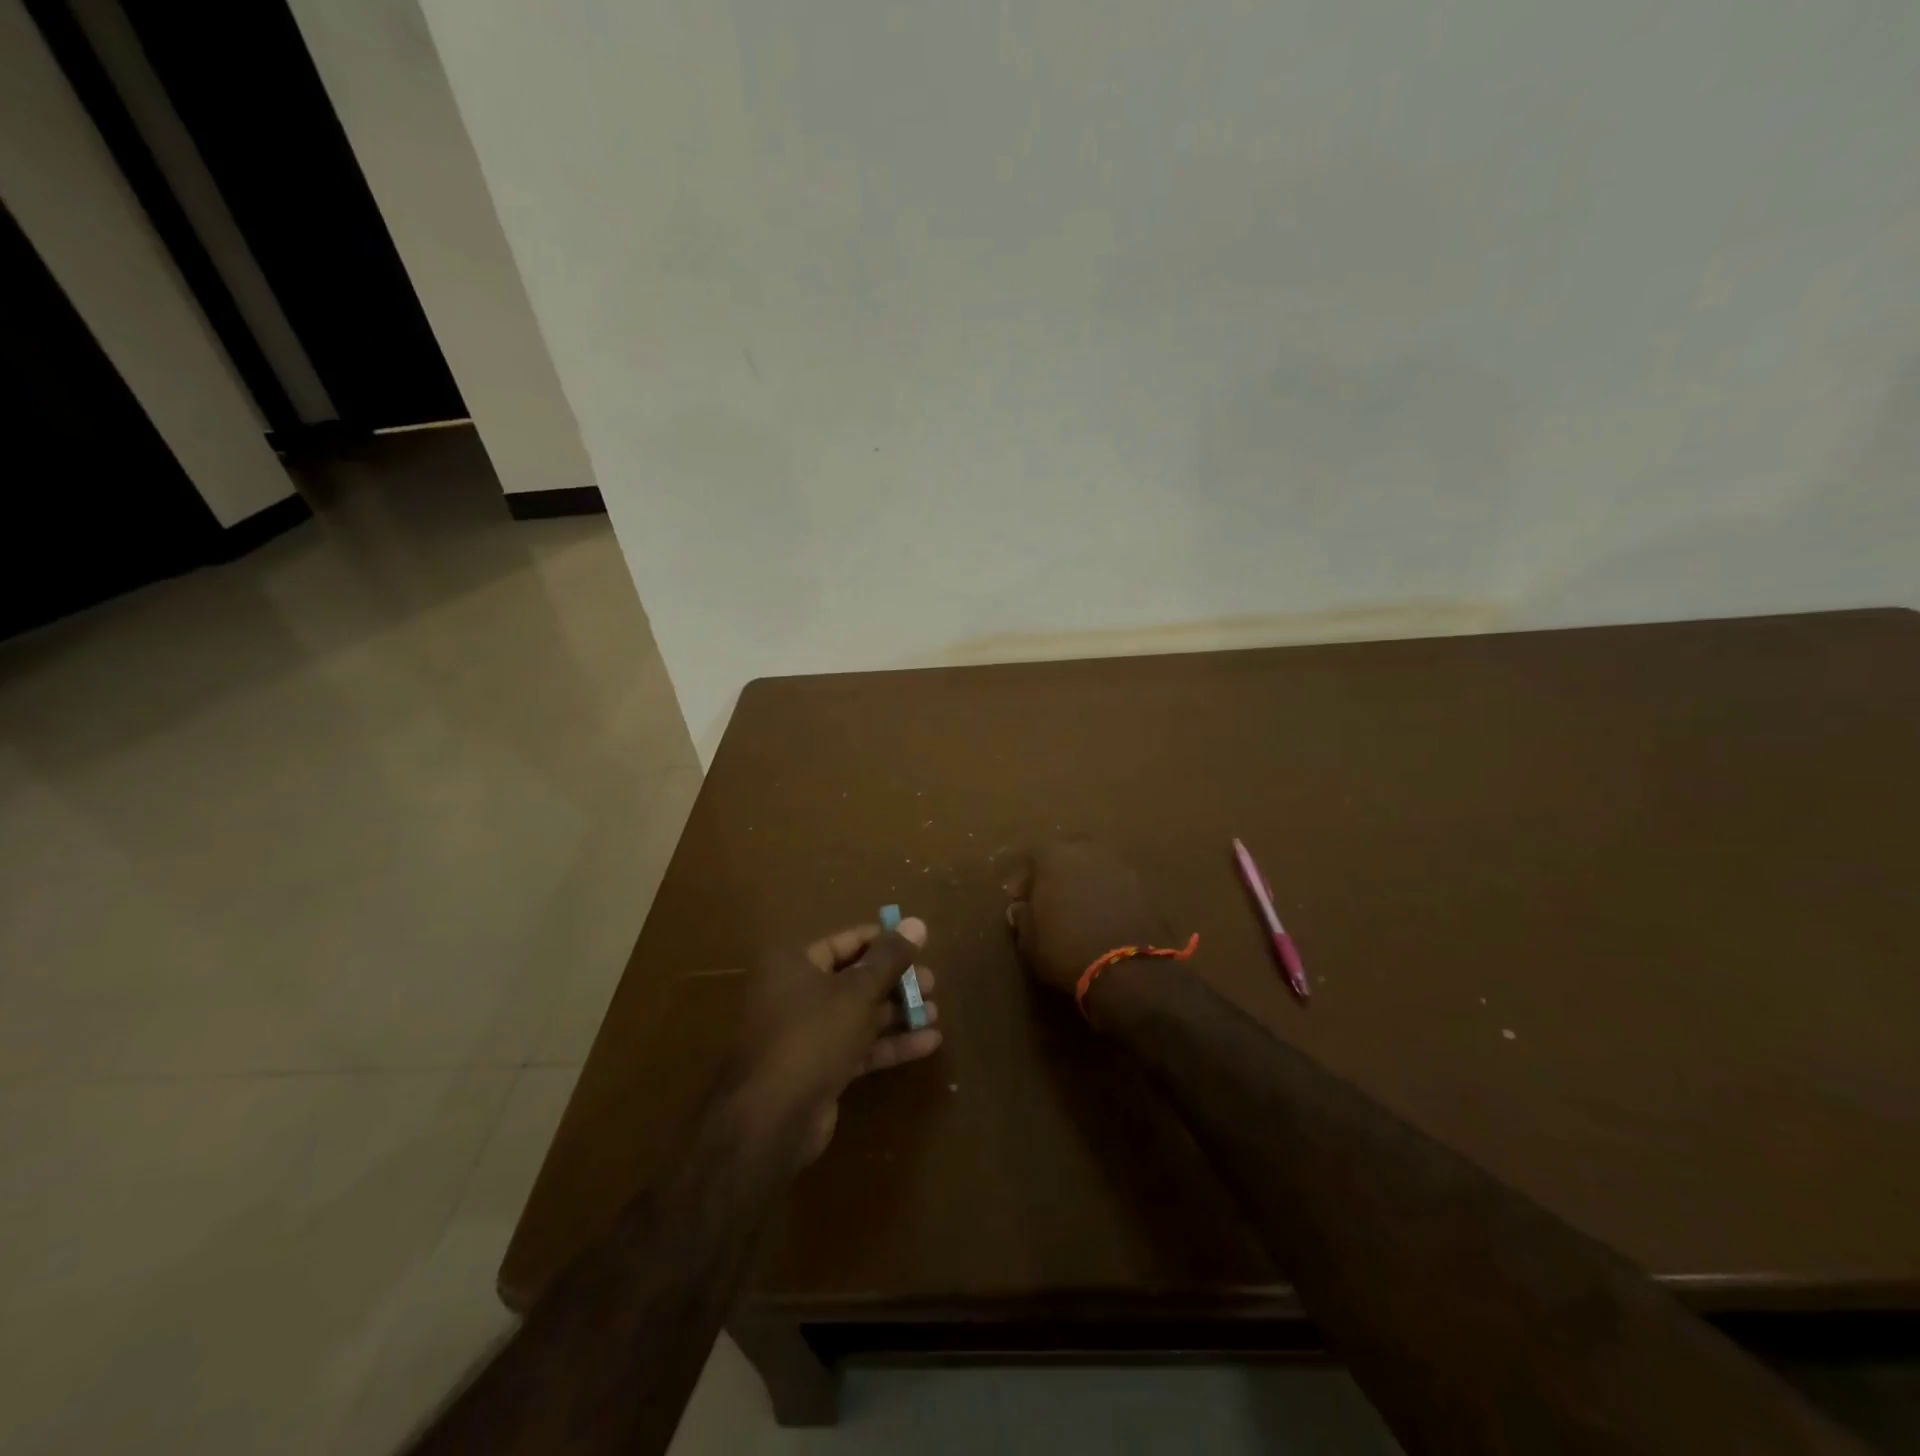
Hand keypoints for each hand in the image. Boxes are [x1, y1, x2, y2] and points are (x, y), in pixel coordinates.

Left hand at [726, 920, 941, 1165]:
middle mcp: (795, 993)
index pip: (846, 942)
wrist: (771, 1120)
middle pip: (855, 979)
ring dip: (898, 1014)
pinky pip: (859, 1047)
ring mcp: (806, 1034)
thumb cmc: (812, 1036)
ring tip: (936, 1012)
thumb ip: (890, 958)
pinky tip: (928, 1042)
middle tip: (933, 984)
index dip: (884, 942)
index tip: (919, 945)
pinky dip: (889, 1044)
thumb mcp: (857, 991)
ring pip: (859, 1015)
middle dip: (896, 982)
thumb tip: (917, 922)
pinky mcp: (819, 1069)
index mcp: (793, 963)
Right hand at [1003, 839, 1173, 997]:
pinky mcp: (1144, 886)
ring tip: (1079, 907)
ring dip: (1084, 881)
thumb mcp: (1030, 941)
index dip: (1024, 880)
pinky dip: (1107, 894)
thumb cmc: (1066, 950)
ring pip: (1095, 866)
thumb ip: (1023, 918)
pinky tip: (1103, 915)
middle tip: (1050, 897)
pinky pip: (1116, 883)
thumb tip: (1020, 908)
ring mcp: (1120, 865)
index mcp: (1054, 856)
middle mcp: (1087, 850)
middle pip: (1067, 854)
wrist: (1130, 970)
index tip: (1019, 899)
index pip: (1032, 858)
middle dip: (1057, 872)